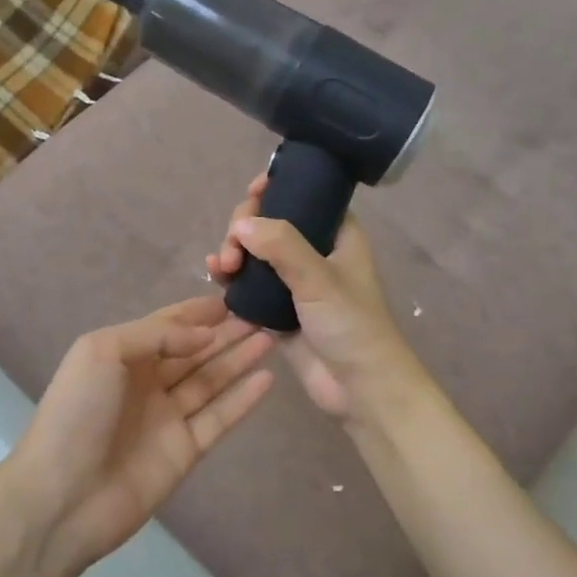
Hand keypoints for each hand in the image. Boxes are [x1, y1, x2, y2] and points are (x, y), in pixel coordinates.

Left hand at [6, 295, 275, 566]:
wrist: (63, 495)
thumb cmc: (77, 412)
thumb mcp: (103, 352)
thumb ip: (155, 334)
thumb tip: (204, 335)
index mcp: (121, 356)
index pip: (166, 326)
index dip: (196, 313)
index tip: (233, 298)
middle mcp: (145, 383)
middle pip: (193, 351)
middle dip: (225, 333)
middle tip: (263, 314)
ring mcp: (166, 418)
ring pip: (210, 381)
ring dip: (238, 359)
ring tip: (271, 337)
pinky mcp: (185, 451)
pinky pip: (219, 418)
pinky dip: (242, 399)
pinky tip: (266, 378)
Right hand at [205, 173, 422, 422]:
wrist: (360, 388)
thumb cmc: (352, 326)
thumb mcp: (319, 279)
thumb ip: (282, 246)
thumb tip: (241, 225)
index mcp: (336, 234)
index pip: (302, 195)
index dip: (276, 188)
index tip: (252, 191)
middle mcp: (313, 252)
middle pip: (269, 223)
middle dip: (244, 228)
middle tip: (232, 250)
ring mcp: (293, 282)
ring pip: (254, 253)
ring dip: (233, 252)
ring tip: (221, 268)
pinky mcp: (275, 310)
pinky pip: (247, 284)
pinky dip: (230, 277)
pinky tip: (215, 277)